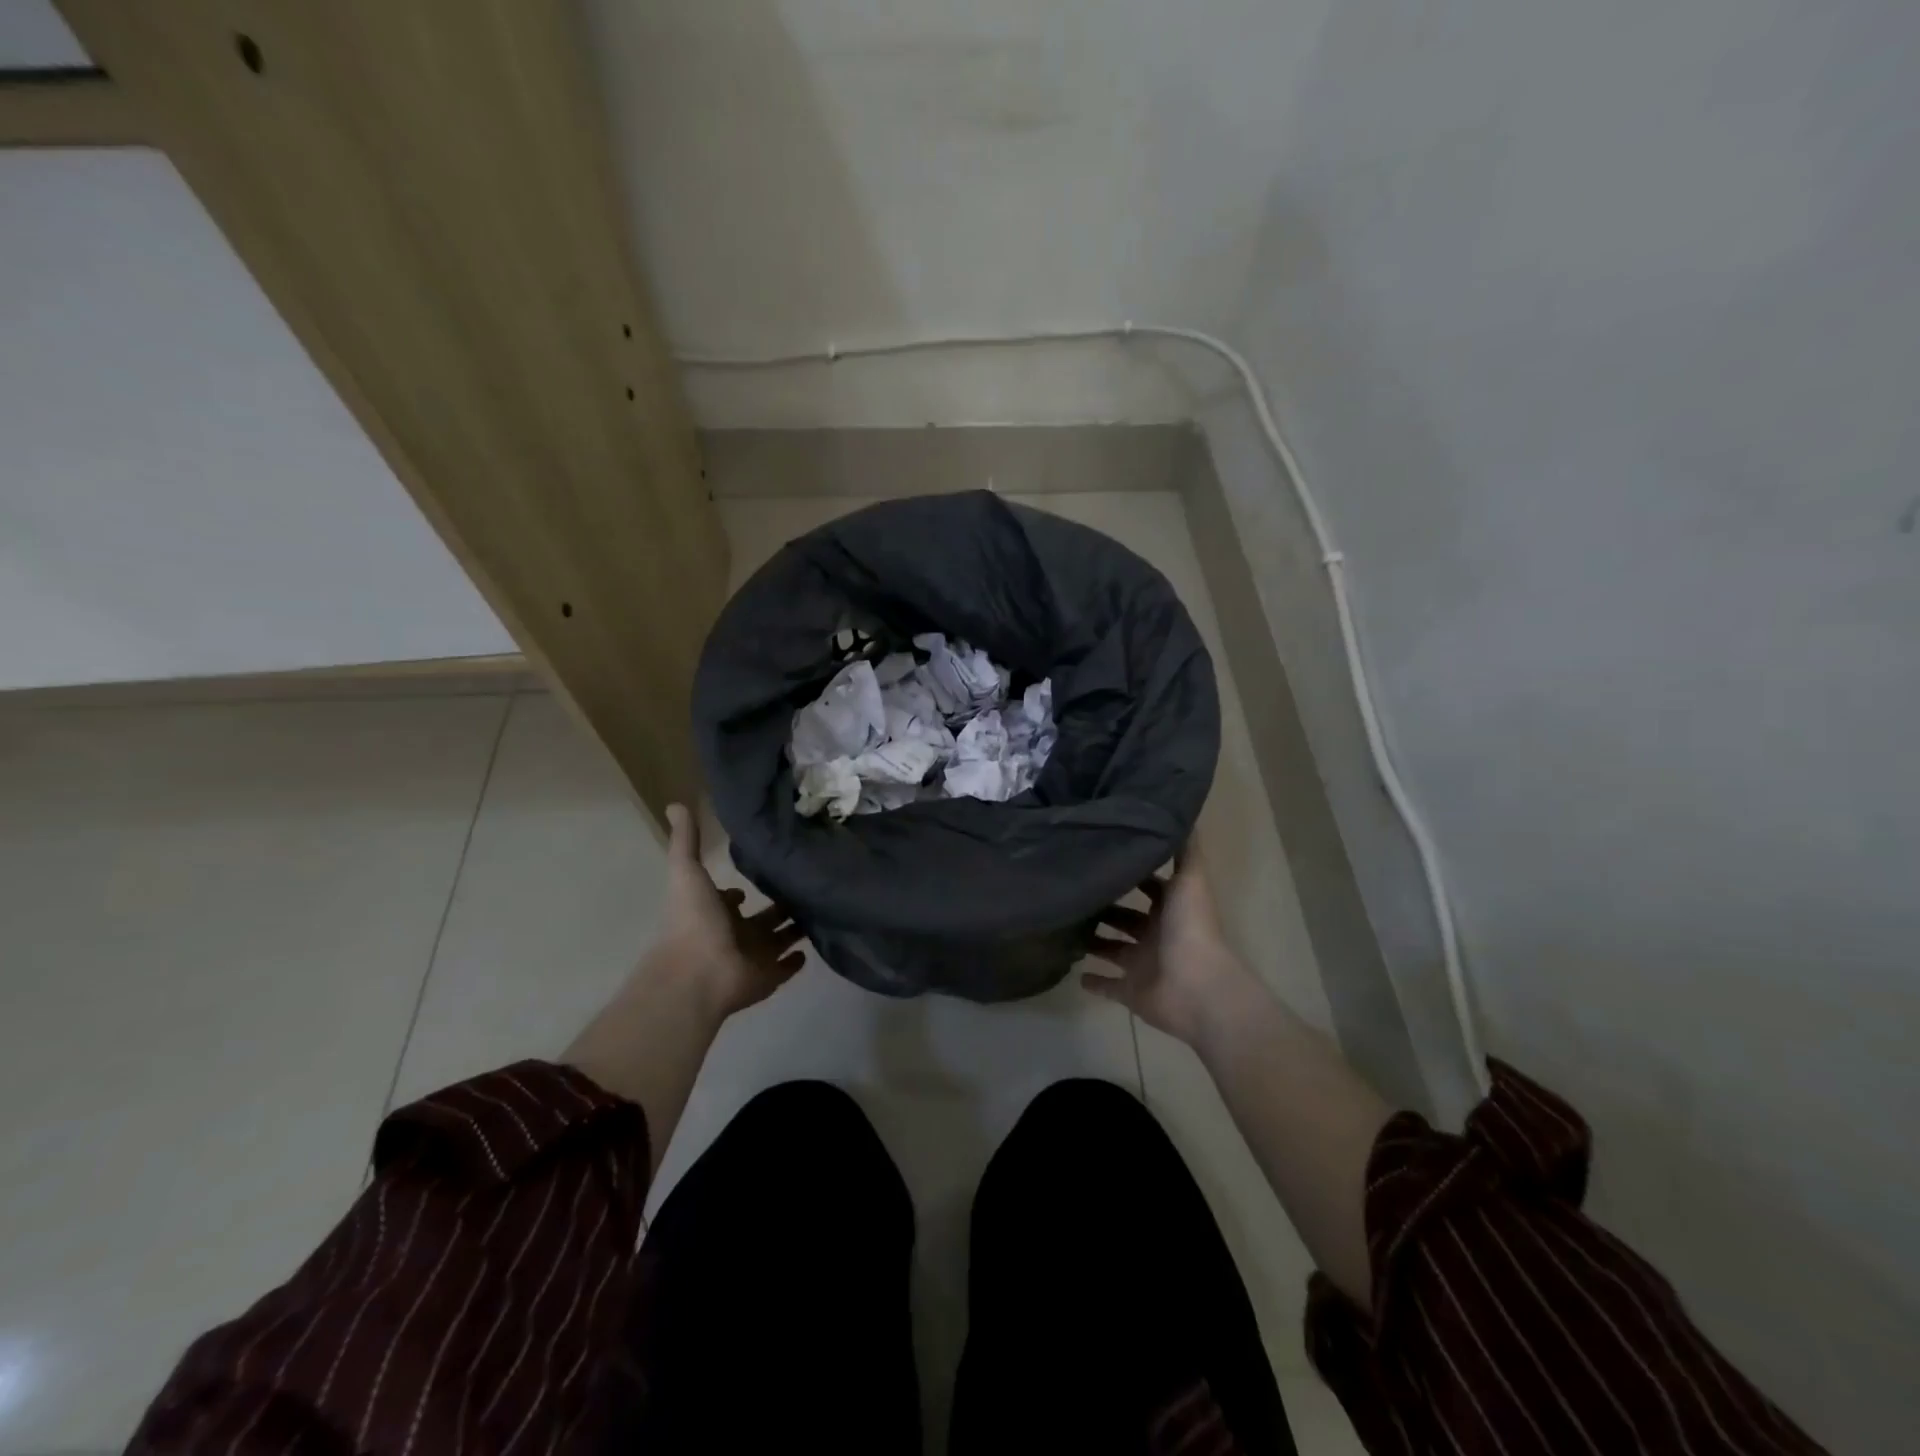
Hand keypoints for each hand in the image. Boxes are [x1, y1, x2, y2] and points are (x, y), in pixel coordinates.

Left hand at [654, 802, 806, 1017]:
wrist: (696, 975)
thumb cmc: (693, 921)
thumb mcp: (688, 871)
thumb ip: (686, 840)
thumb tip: (676, 803)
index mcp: (714, 912)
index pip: (731, 899)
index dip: (740, 891)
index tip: (764, 874)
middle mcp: (733, 934)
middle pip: (761, 920)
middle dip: (779, 906)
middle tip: (807, 887)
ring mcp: (751, 958)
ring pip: (778, 941)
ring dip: (794, 930)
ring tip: (820, 910)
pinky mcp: (767, 978)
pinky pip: (786, 969)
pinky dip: (796, 961)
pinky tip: (812, 948)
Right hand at [1081, 848, 1250, 1044]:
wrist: (1198, 988)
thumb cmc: (1191, 929)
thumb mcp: (1189, 879)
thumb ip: (1185, 849)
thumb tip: (1179, 812)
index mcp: (1170, 909)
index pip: (1149, 887)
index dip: (1130, 874)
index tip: (1101, 858)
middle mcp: (1156, 935)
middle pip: (1127, 918)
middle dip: (1106, 908)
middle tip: (1074, 892)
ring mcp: (1143, 965)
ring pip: (1114, 950)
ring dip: (1095, 942)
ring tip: (1065, 927)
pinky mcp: (1132, 992)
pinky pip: (1110, 987)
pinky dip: (1094, 982)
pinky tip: (1075, 973)